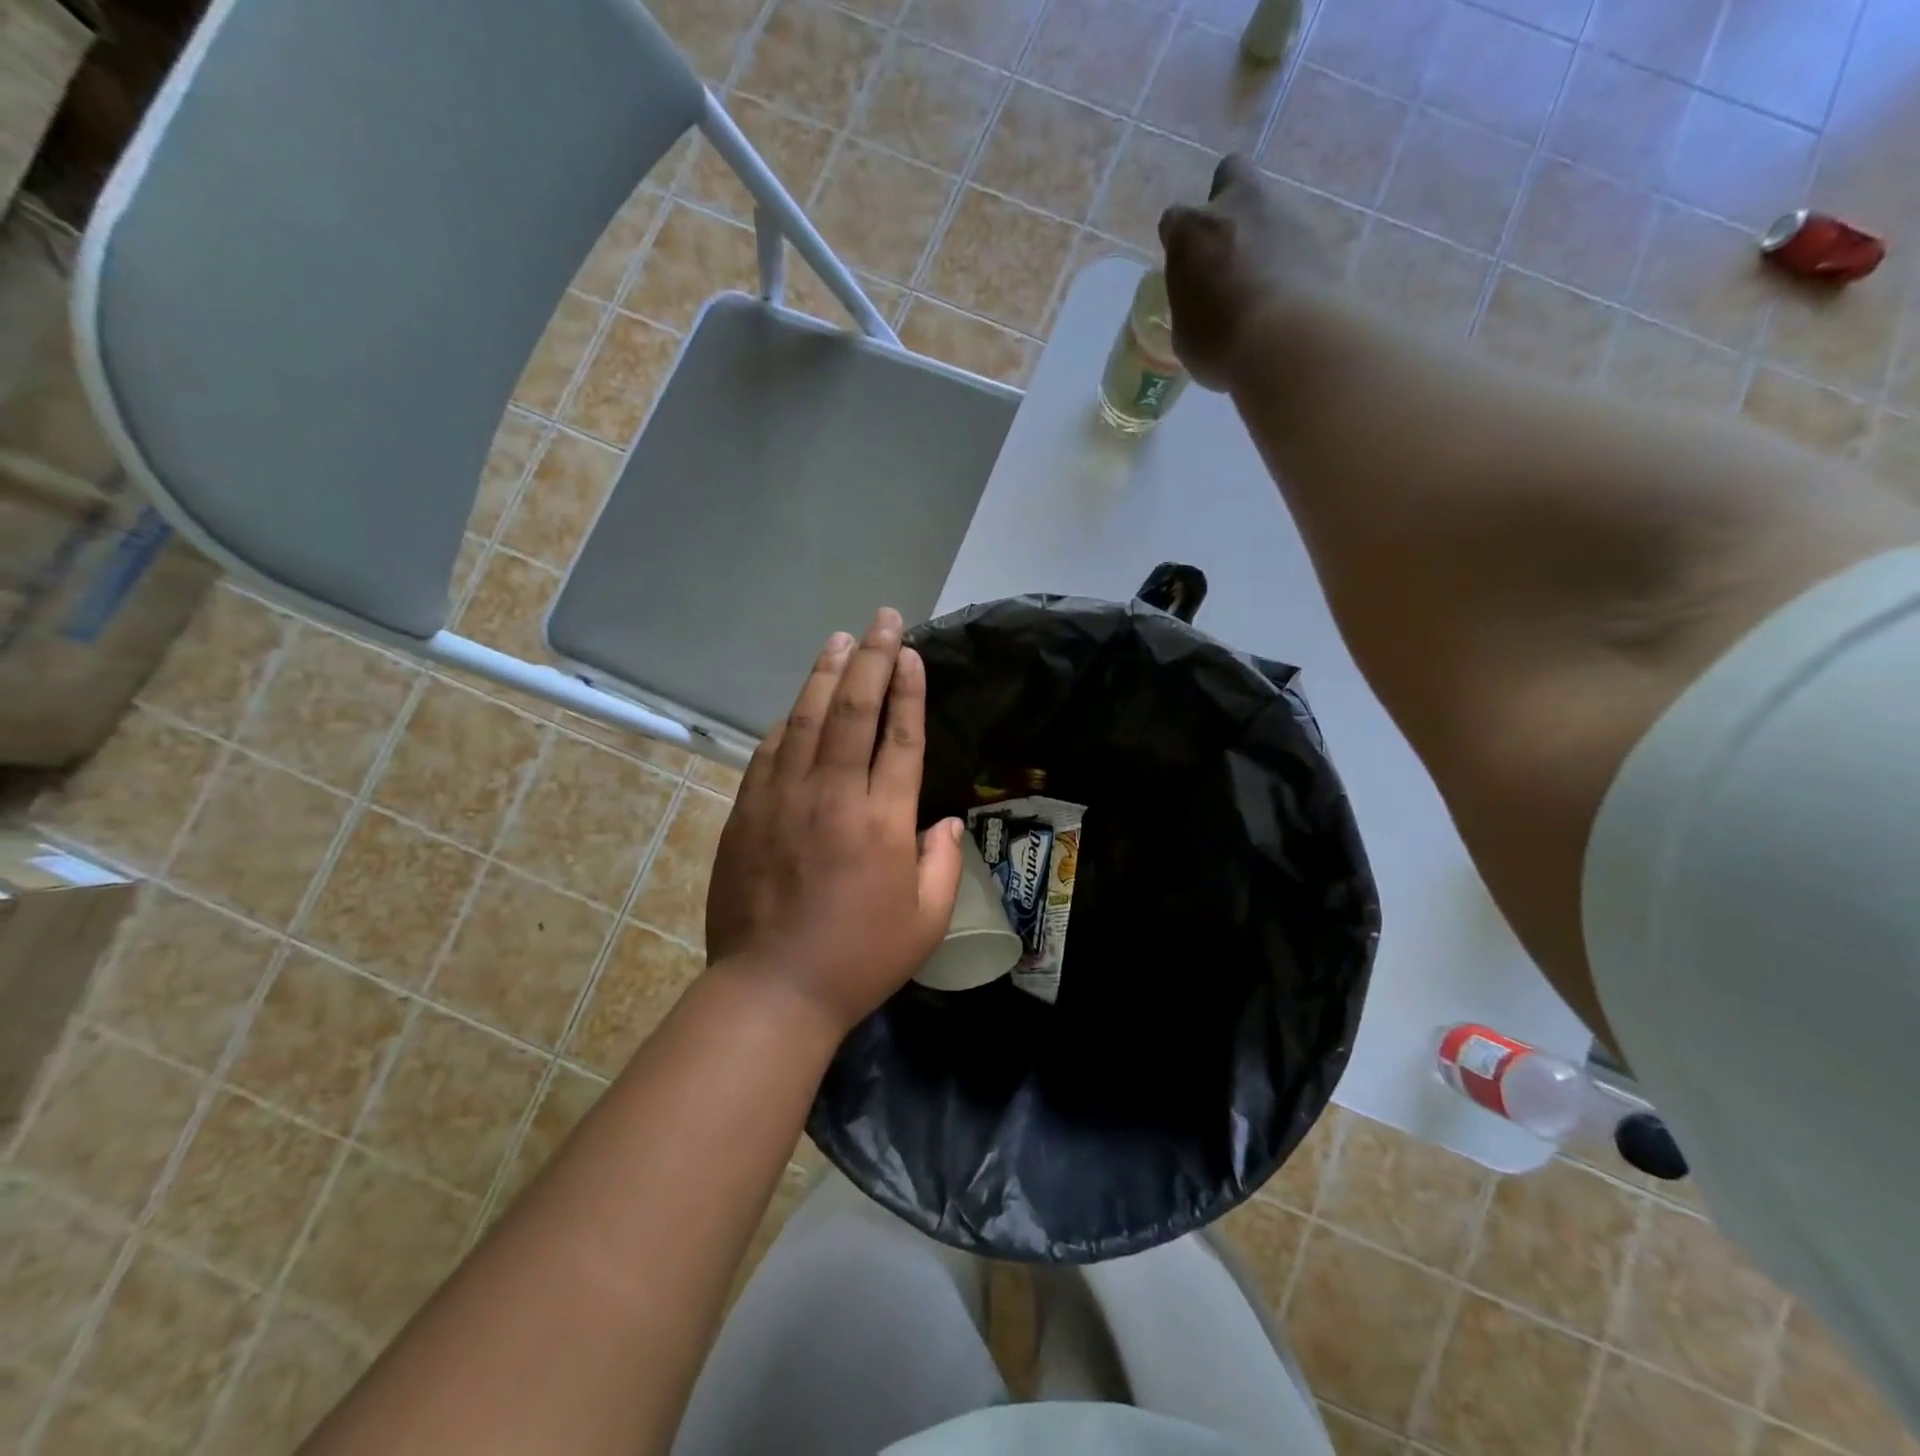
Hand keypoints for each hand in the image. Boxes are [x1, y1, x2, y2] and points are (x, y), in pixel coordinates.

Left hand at [706, 609, 964, 1037]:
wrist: (771, 990)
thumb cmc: (859, 959)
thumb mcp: (926, 921)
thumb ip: (942, 863)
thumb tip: (941, 821)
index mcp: (882, 821)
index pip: (899, 736)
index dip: (908, 688)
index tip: (912, 652)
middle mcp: (832, 796)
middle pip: (853, 711)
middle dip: (872, 659)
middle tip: (883, 619)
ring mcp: (783, 799)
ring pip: (806, 719)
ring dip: (826, 674)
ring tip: (841, 640)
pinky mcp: (748, 812)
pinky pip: (769, 751)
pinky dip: (787, 721)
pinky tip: (798, 704)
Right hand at [1159, 154, 1333, 389]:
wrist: (1286, 340)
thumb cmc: (1218, 342)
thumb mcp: (1186, 332)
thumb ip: (1191, 303)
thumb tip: (1201, 303)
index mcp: (1192, 231)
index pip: (1175, 220)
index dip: (1179, 242)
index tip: (1184, 267)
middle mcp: (1237, 206)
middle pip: (1230, 175)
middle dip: (1227, 201)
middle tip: (1226, 246)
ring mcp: (1283, 213)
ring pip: (1268, 206)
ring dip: (1262, 232)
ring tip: (1261, 281)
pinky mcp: (1319, 234)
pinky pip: (1296, 237)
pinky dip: (1290, 257)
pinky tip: (1286, 292)